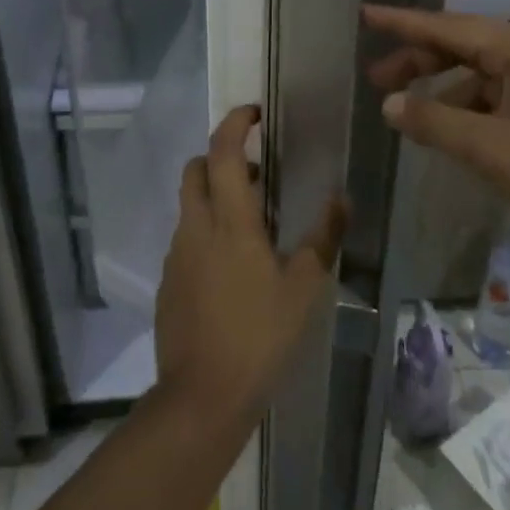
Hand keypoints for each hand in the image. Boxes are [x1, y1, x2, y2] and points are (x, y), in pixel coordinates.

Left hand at [154, 106, 345, 435]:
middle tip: (255, 172)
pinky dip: (205, 230)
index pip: (222, 151)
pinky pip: (186, 237)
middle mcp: (196, 227)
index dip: (234, 123)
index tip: (254, 113)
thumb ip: (323, 238)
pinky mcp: (168, 280)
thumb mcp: (304, 288)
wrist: (201, 396)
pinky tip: (231, 266)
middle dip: (220, 156)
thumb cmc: (259, 336)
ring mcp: (177, 254)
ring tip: (251, 224)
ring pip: (189, 204)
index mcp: (230, 221)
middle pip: (196, 169)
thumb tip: (340, 198)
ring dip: (214, 195)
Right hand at [363, 5, 509, 251]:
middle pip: (458, 47)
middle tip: (375, 79)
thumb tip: (389, 104)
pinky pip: (492, 101)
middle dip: (415, 61)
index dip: (400, 22)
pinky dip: (465, 112)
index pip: (444, 27)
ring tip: (406, 115)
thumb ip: (435, 123)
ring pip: (475, 77)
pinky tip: (450, 136)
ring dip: (439, 91)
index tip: (363, 14)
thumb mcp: (493, 148)